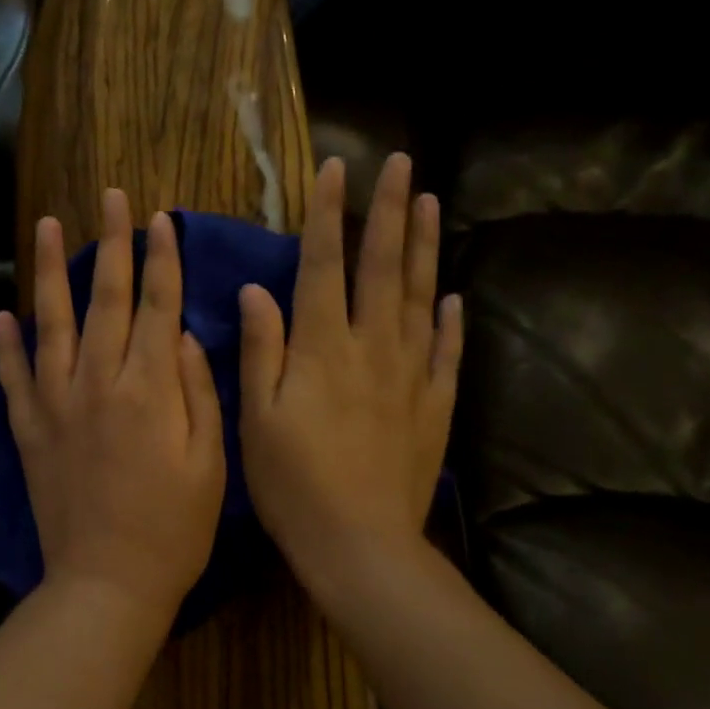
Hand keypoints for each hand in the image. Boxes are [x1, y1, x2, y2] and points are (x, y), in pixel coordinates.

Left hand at [0, 190, 226, 621]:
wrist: (107, 583)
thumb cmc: (175, 529)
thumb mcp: (211, 463)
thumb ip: (199, 392)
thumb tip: (186, 337)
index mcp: (150, 389)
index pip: (159, 306)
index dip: (162, 259)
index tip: (161, 219)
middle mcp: (98, 382)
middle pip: (107, 299)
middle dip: (112, 244)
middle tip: (111, 198)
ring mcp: (55, 404)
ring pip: (51, 322)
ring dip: (50, 271)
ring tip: (48, 225)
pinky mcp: (28, 430)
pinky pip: (13, 376)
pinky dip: (6, 344)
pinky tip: (2, 314)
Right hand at [238, 154, 462, 595]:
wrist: (359, 544)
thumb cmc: (293, 483)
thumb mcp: (257, 417)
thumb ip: (261, 348)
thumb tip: (255, 290)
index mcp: (323, 347)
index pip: (325, 264)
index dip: (330, 214)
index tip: (338, 169)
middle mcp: (372, 348)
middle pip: (384, 267)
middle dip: (392, 211)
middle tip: (403, 164)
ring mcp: (411, 375)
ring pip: (420, 298)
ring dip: (425, 248)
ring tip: (432, 204)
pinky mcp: (435, 407)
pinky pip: (446, 353)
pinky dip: (450, 321)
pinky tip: (453, 296)